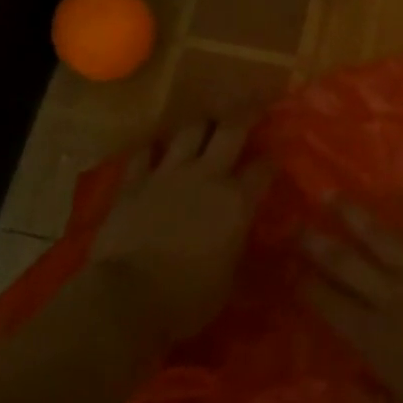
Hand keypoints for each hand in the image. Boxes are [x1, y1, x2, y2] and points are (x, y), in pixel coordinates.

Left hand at [90, 118, 272, 348]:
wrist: (127, 297)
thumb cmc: (188, 298)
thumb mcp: (230, 281)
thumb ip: (240, 249)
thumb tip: (249, 240)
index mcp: (237, 202)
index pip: (263, 168)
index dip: (271, 160)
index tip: (275, 156)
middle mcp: (207, 176)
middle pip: (230, 130)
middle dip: (246, 113)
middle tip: (253, 103)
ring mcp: (168, 174)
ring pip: (190, 130)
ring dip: (201, 123)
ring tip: (207, 119)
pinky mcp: (134, 181)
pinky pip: (144, 153)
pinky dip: (152, 148)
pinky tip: (156, 146)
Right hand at [301, 202, 402, 402]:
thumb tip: (348, 385)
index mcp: (380, 341)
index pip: (332, 307)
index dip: (307, 287)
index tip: (289, 269)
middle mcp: (398, 299)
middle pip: (349, 265)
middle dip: (319, 244)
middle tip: (296, 222)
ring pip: (385, 240)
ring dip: (356, 217)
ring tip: (334, 196)